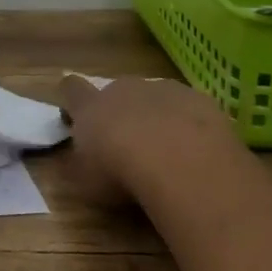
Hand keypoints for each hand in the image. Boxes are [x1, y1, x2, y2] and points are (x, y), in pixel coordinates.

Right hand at [58, 74, 245, 206]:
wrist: (179, 162)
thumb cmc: (120, 173)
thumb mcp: (84, 181)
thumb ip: (76, 165)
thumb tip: (72, 160)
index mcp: (90, 106)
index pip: (72, 89)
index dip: (72, 98)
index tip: (75, 112)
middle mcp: (123, 89)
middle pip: (117, 92)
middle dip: (120, 112)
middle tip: (128, 144)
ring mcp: (163, 90)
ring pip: (155, 97)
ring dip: (156, 116)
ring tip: (167, 151)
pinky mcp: (199, 99)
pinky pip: (189, 108)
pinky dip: (189, 124)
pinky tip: (197, 151)